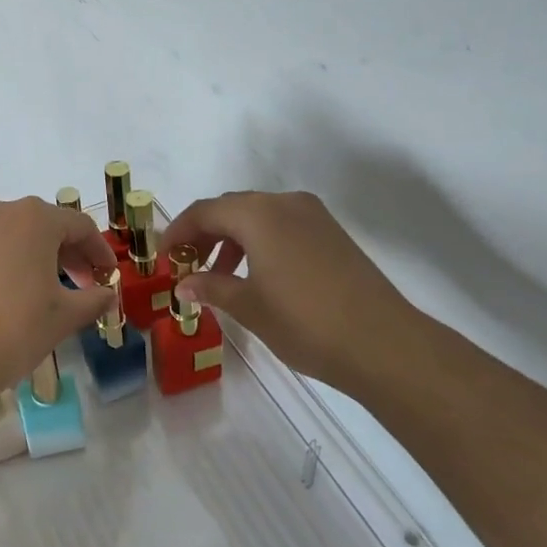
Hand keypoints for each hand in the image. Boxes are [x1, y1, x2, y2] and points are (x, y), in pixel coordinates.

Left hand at [0, 197, 116, 403]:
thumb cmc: (16, 328)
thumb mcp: (64, 317)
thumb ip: (93, 300)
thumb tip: (107, 296)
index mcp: (34, 219)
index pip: (78, 226)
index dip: (97, 250)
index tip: (106, 274)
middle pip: (37, 226)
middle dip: (61, 253)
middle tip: (75, 284)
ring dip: (19, 256)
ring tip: (27, 291)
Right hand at [161, 190, 419, 387]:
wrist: (384, 343)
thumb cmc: (305, 322)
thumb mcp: (249, 307)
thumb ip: (211, 287)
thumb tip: (183, 285)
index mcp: (258, 214)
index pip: (204, 212)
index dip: (178, 233)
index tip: (163, 259)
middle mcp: (285, 203)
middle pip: (231, 208)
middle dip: (204, 234)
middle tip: (186, 266)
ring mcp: (313, 216)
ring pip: (258, 215)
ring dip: (232, 238)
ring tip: (219, 275)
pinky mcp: (332, 233)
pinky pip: (282, 225)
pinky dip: (260, 242)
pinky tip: (257, 275)